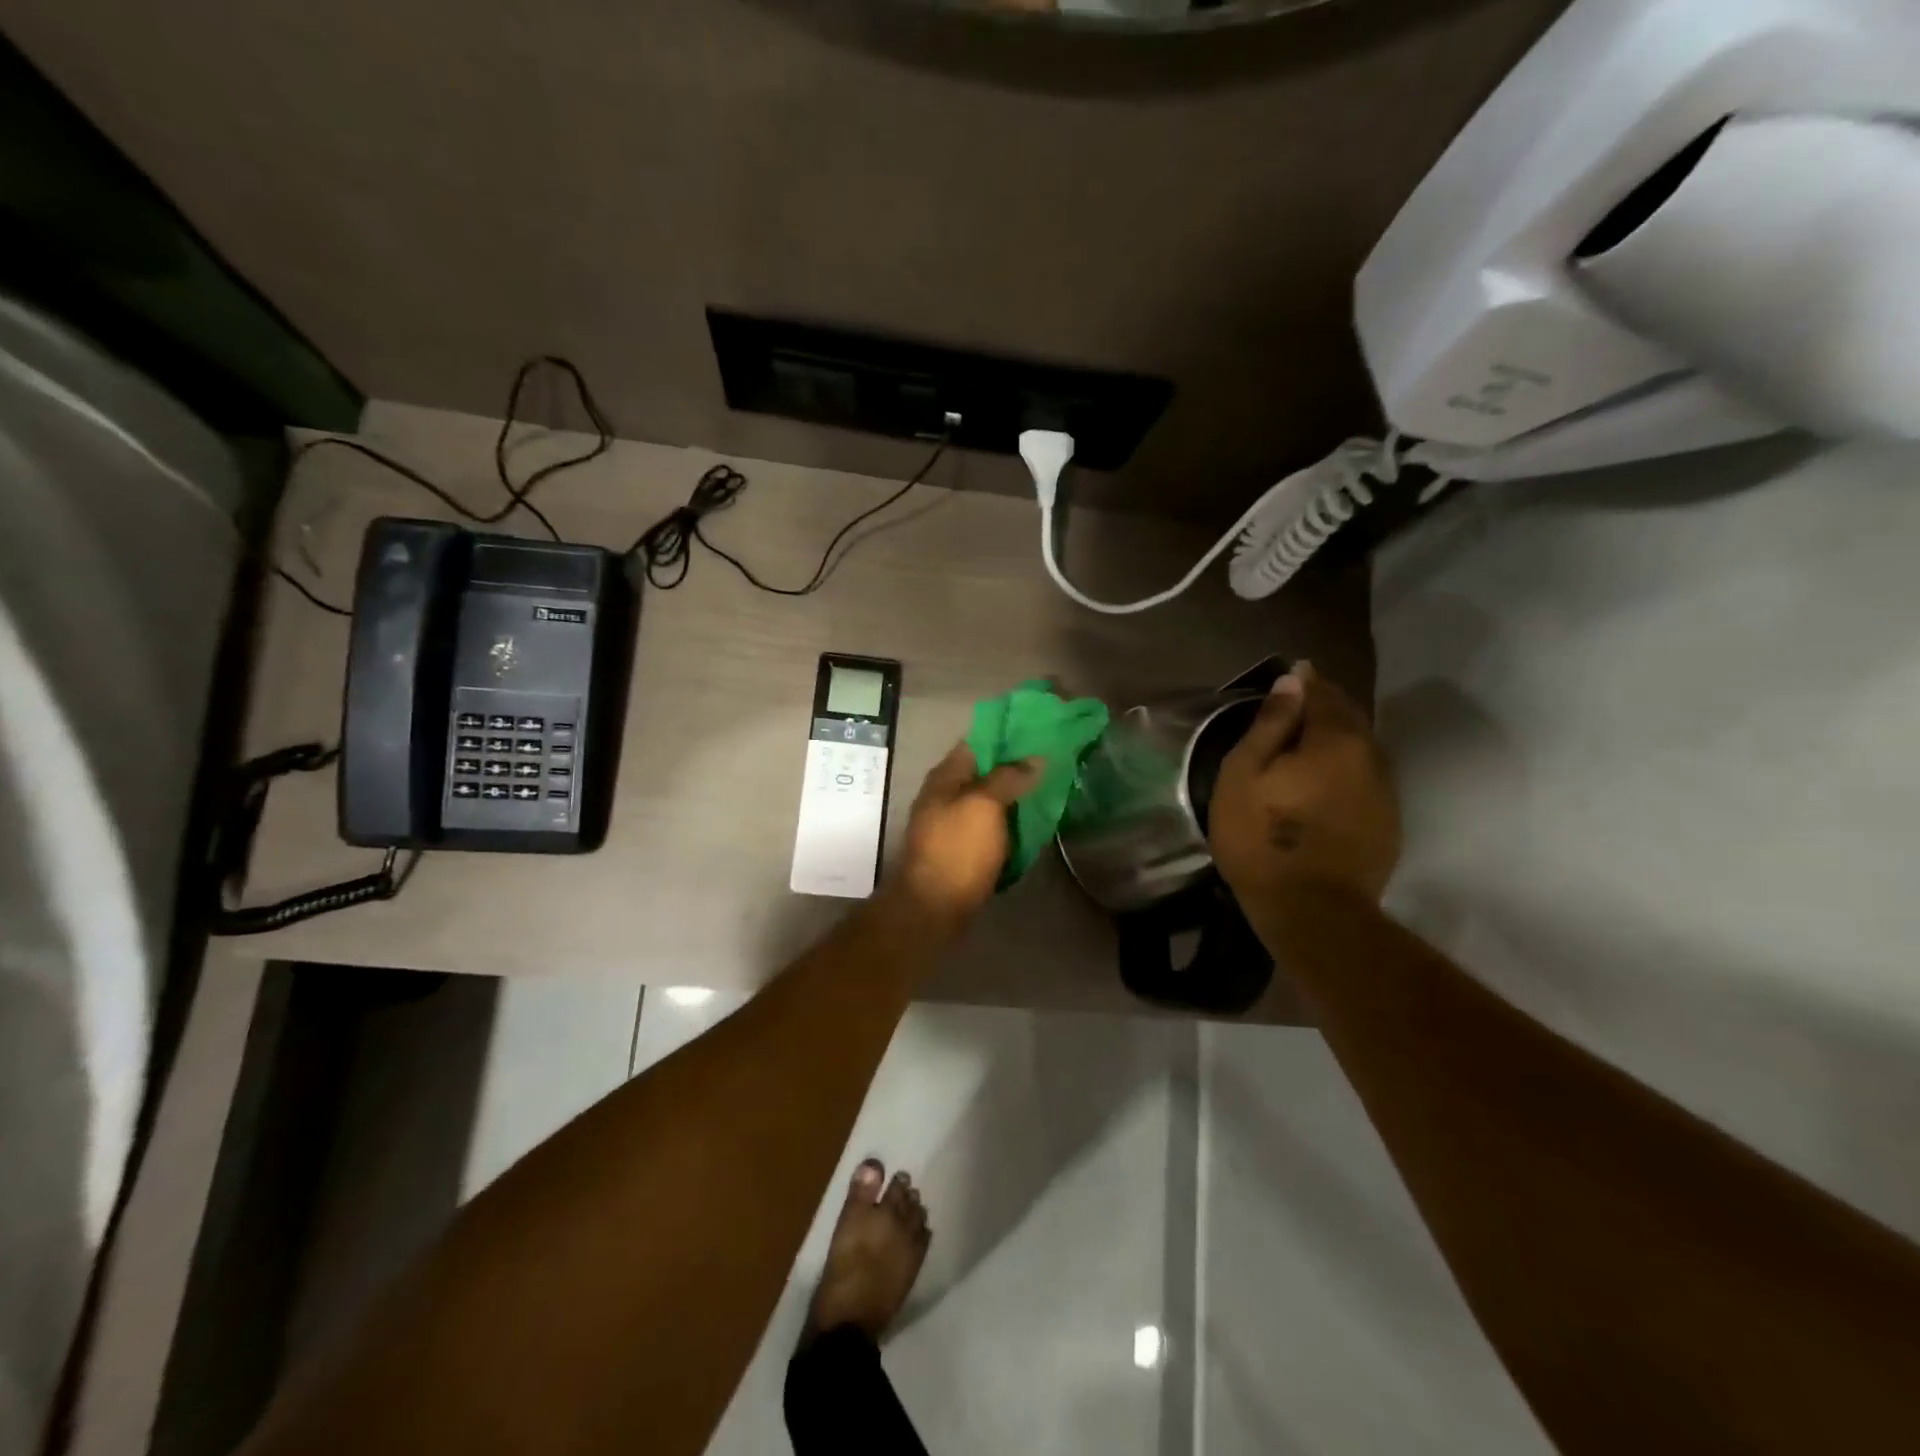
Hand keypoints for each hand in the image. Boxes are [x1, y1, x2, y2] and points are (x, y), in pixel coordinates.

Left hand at [883, 744, 1040, 934]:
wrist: (934, 908)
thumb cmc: (958, 850)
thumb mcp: (984, 805)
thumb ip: (1008, 777)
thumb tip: (1034, 758)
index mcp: (945, 777)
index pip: (977, 742)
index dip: (1007, 735)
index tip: (1040, 732)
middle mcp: (945, 795)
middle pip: (984, 772)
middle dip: (1016, 767)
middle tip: (1053, 762)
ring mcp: (952, 824)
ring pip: (989, 801)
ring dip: (1015, 796)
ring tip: (1050, 789)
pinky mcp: (963, 850)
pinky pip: (991, 827)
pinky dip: (1010, 823)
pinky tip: (1034, 823)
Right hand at [1209, 662, 1400, 910]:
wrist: (1313, 911)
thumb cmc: (1262, 838)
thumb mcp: (1244, 775)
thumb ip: (1269, 725)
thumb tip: (1292, 682)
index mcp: (1335, 739)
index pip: (1322, 693)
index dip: (1305, 680)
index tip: (1292, 672)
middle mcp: (1370, 755)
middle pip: (1349, 716)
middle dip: (1324, 704)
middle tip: (1296, 703)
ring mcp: (1385, 790)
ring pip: (1362, 746)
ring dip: (1338, 736)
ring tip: (1310, 739)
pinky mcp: (1388, 821)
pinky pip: (1367, 775)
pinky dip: (1347, 766)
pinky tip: (1327, 779)